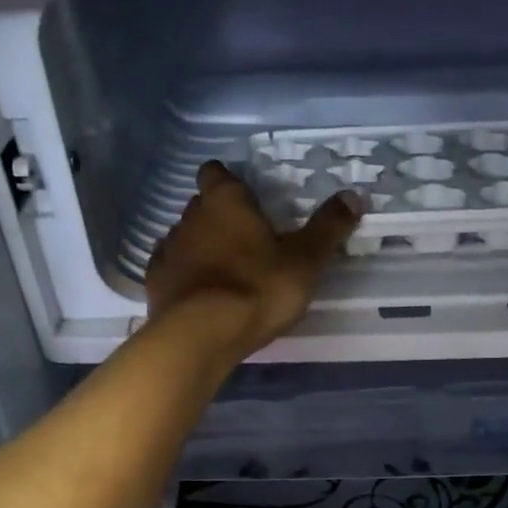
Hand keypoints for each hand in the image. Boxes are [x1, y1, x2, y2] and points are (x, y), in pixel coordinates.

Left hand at [145, 161, 361, 358]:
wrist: (201, 334)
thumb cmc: (257, 288)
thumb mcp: (305, 260)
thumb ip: (328, 228)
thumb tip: (353, 195)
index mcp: (225, 202)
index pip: (217, 173)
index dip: (229, 182)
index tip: (246, 200)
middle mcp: (190, 217)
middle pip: (202, 206)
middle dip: (219, 218)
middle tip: (246, 242)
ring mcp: (167, 250)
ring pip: (185, 238)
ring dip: (201, 249)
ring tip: (225, 274)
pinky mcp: (154, 283)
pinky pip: (170, 271)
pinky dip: (184, 278)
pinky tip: (199, 296)